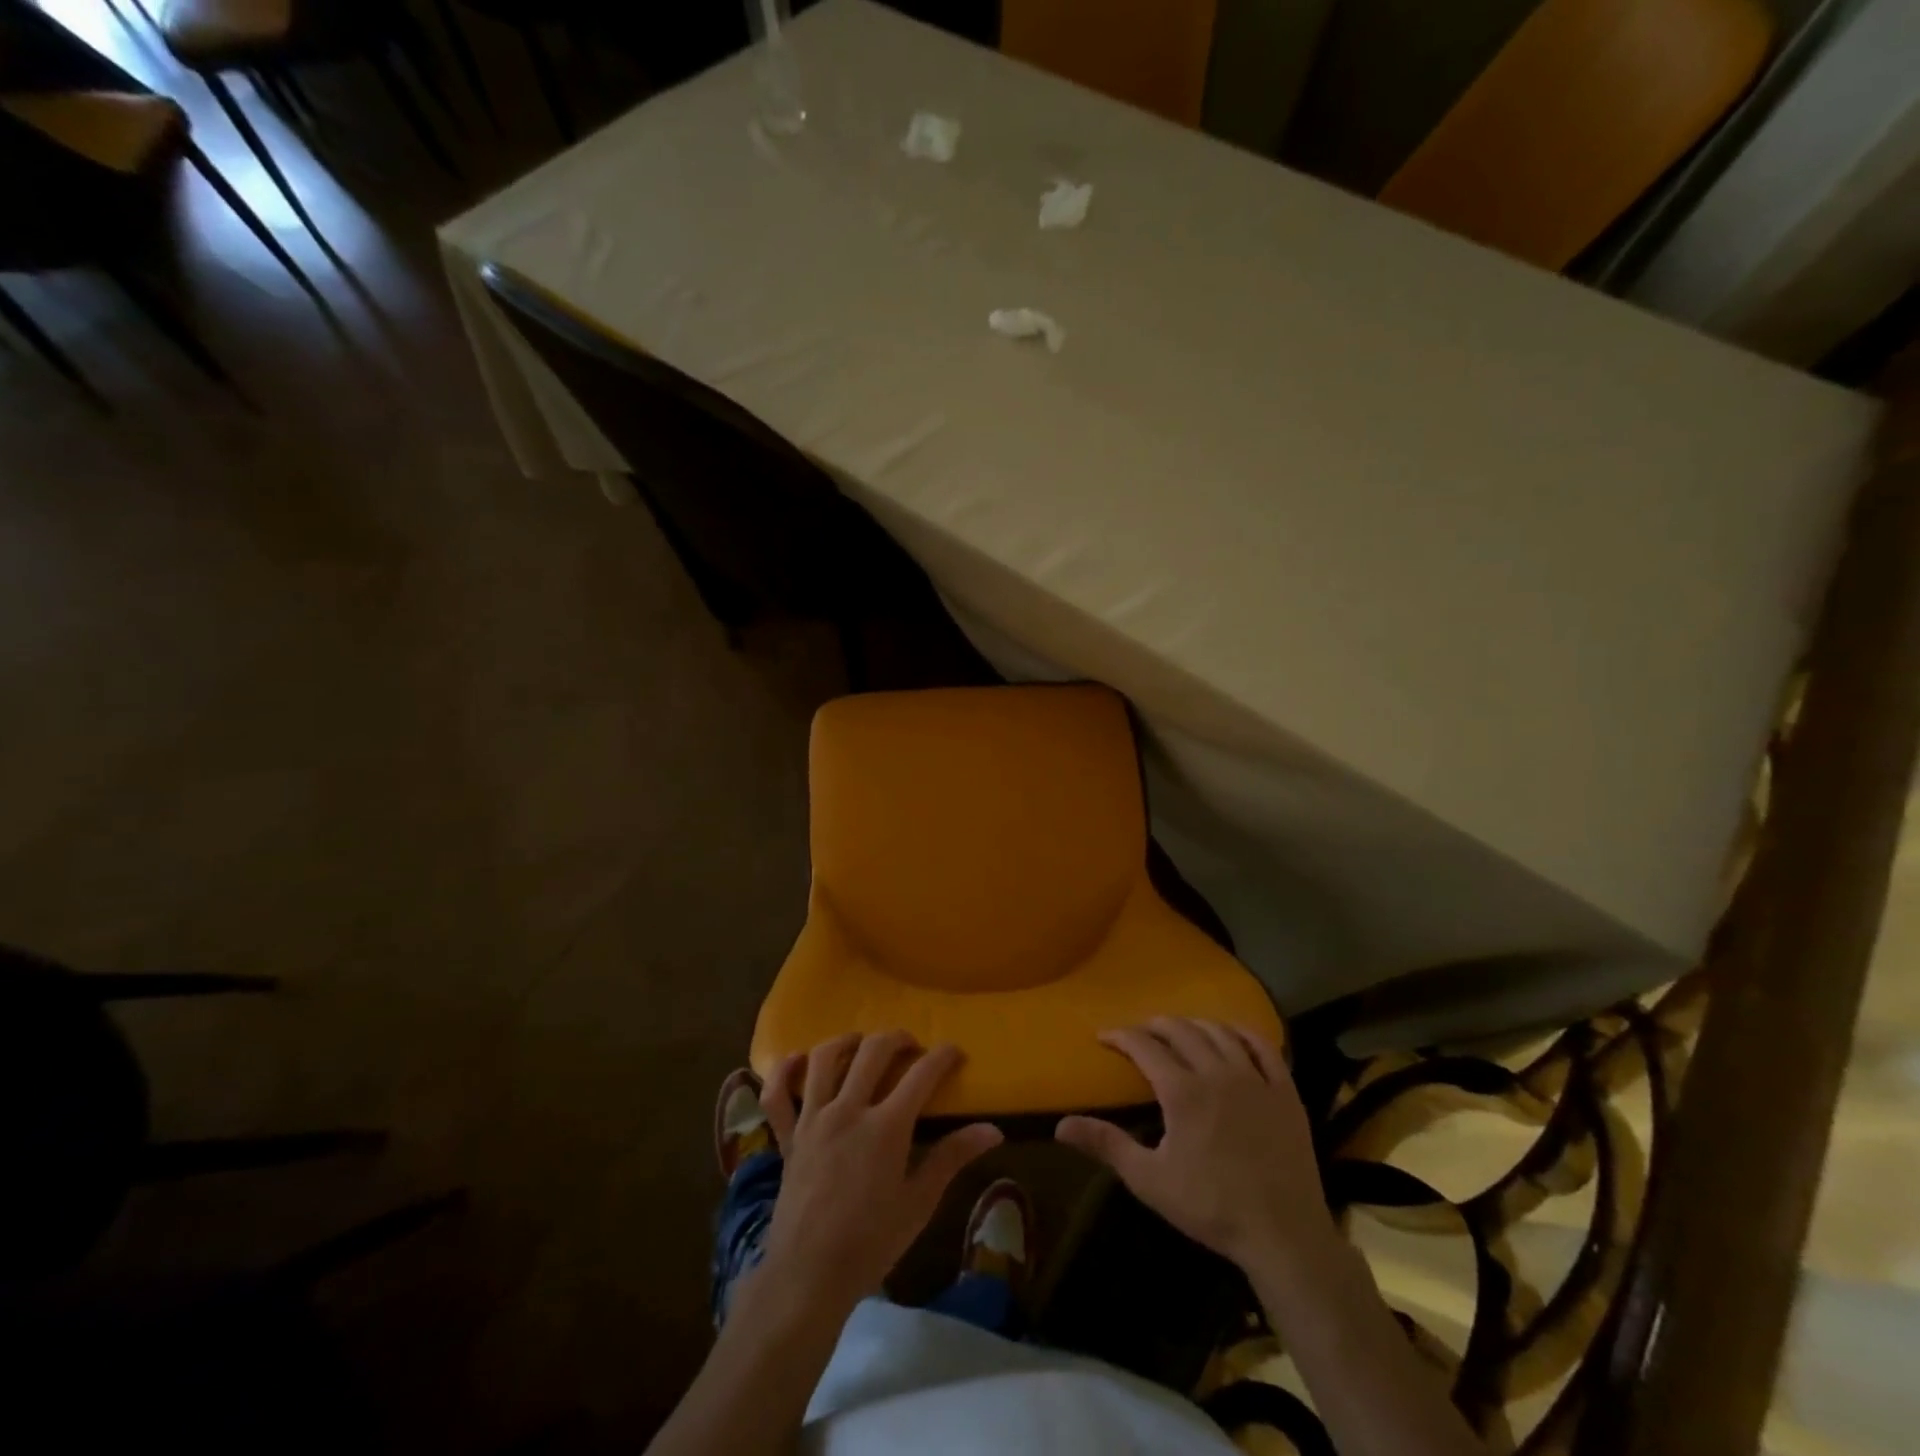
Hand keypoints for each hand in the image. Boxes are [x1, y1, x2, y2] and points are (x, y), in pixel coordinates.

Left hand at [753, 1031, 1002, 1314]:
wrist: (808, 1277)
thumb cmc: (871, 1243)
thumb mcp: (919, 1203)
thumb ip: (953, 1157)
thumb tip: (993, 1130)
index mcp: (886, 1127)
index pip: (922, 1074)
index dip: (943, 1057)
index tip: (955, 1052)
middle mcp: (848, 1110)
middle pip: (873, 1051)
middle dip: (897, 1039)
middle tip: (911, 1046)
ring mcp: (813, 1120)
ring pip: (824, 1058)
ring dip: (846, 1042)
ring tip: (861, 1044)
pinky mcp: (788, 1136)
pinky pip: (777, 1094)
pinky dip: (784, 1071)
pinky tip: (798, 1060)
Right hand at [1056, 1017, 1333, 1275]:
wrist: (1283, 1235)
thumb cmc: (1211, 1207)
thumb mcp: (1150, 1180)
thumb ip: (1106, 1144)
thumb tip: (1060, 1125)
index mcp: (1182, 1091)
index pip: (1144, 1046)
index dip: (1121, 1036)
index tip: (1104, 1037)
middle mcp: (1217, 1072)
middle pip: (1181, 1030)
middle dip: (1154, 1025)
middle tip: (1140, 1033)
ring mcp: (1255, 1079)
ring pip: (1219, 1032)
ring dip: (1194, 1024)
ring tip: (1181, 1031)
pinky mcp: (1285, 1091)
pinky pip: (1263, 1047)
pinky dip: (1243, 1033)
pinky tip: (1233, 1034)